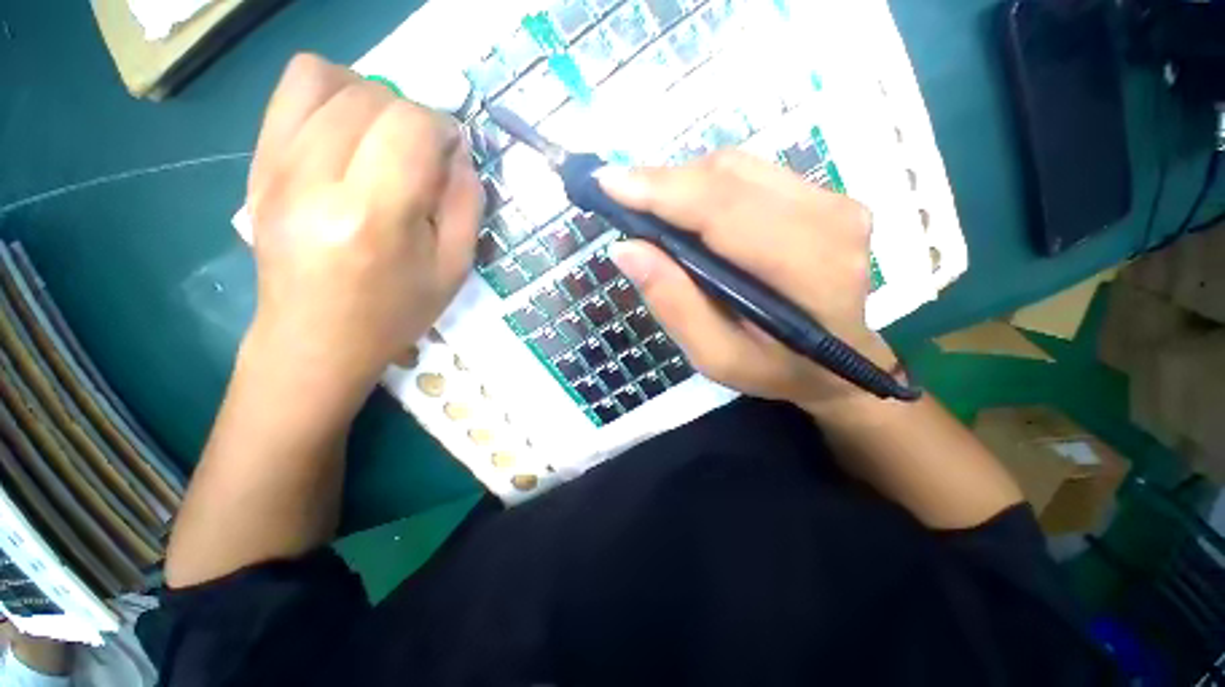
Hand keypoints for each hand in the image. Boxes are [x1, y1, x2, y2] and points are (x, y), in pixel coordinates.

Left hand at [245, 54, 482, 395]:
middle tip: (423, 155)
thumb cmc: (395, 312)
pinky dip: (330, 93)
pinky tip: (348, 131)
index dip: (442, 128)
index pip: (411, 125)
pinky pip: (292, 91)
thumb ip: (466, 204)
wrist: (316, 339)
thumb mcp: (454, 268)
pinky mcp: (258, 164)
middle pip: (372, 96)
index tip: (451, 155)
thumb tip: (458, 152)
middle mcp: (315, 179)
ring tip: (385, 138)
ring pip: (328, 79)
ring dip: (372, 98)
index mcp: (374, 215)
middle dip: (412, 116)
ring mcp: (276, 166)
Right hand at [602, 150, 896, 414]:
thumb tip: (626, 248)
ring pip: (737, 168)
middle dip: (664, 183)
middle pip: (728, 178)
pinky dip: (707, 186)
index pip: (725, 211)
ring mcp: (834, 201)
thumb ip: (674, 304)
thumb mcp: (716, 356)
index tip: (607, 183)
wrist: (838, 366)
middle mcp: (830, 220)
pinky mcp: (825, 196)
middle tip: (621, 198)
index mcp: (808, 270)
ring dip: (683, 183)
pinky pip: (751, 174)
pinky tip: (688, 211)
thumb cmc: (775, 369)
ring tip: (651, 209)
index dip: (663, 191)